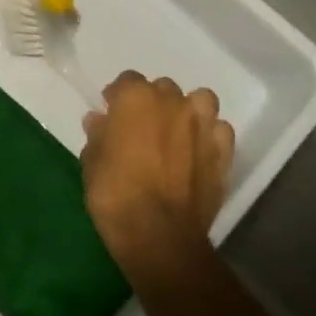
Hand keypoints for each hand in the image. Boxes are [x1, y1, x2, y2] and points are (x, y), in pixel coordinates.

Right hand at [81, 72, 234, 273]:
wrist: (159, 234)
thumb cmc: (114, 193)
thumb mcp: (91, 161)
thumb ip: (97, 135)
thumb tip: (99, 120)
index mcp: (136, 97)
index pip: (127, 81)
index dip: (118, 98)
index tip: (111, 116)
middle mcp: (173, 102)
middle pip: (164, 88)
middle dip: (153, 103)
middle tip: (142, 128)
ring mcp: (202, 126)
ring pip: (200, 100)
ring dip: (189, 110)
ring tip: (177, 133)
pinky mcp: (224, 152)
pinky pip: (219, 131)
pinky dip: (210, 136)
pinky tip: (199, 152)